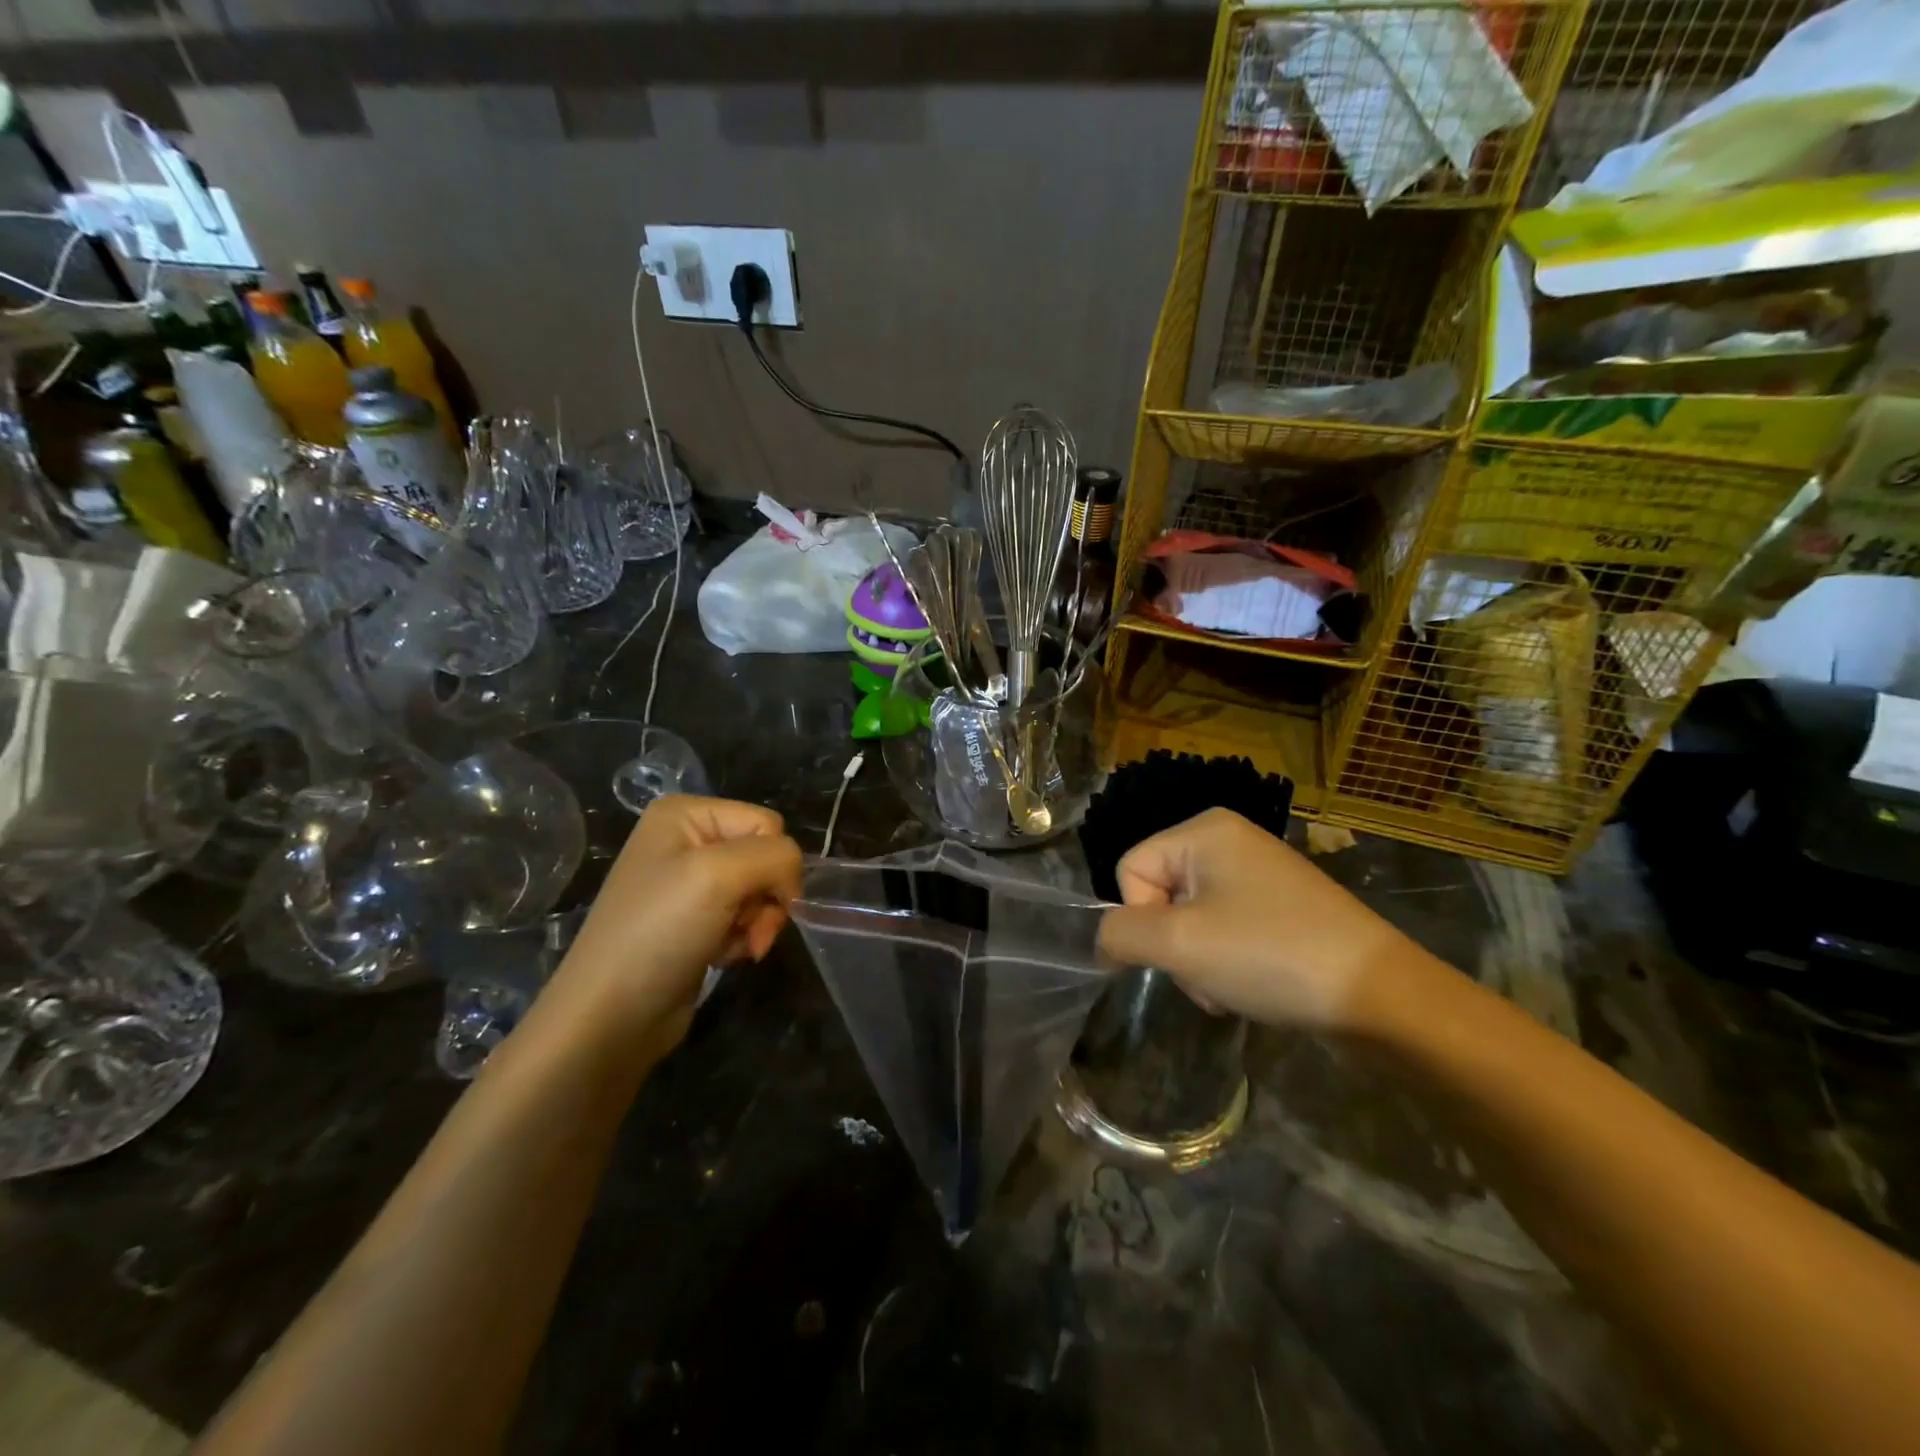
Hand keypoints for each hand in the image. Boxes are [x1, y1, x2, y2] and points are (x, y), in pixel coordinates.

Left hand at [547, 795, 802, 1053]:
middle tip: (747, 931)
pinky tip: (721, 957)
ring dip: (756, 923)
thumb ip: (776, 857)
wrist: (611, 1016)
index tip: (755, 903)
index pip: (767, 823)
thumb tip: (794, 880)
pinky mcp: (694, 920)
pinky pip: (743, 917)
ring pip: (760, 890)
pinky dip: (742, 939)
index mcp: (685, 813)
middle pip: (765, 857)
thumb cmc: (660, 932)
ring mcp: (689, 882)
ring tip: (734, 948)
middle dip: (765, 898)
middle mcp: (686, 840)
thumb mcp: (721, 875)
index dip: (774, 863)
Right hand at [1096, 808, 1440, 1032]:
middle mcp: (1230, 840)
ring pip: (1189, 919)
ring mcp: (1259, 873)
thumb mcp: (1180, 944)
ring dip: (1198, 962)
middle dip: (1174, 946)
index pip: (1131, 870)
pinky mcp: (1280, 907)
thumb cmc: (1271, 955)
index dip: (1142, 918)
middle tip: (1207, 976)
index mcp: (1205, 829)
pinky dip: (1225, 962)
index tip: (1178, 952)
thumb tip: (1104, 940)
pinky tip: (1249, 987)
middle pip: (1160, 895)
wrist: (1381, 997)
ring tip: (1231, 988)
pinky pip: (1224, 929)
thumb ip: (1121, 934)